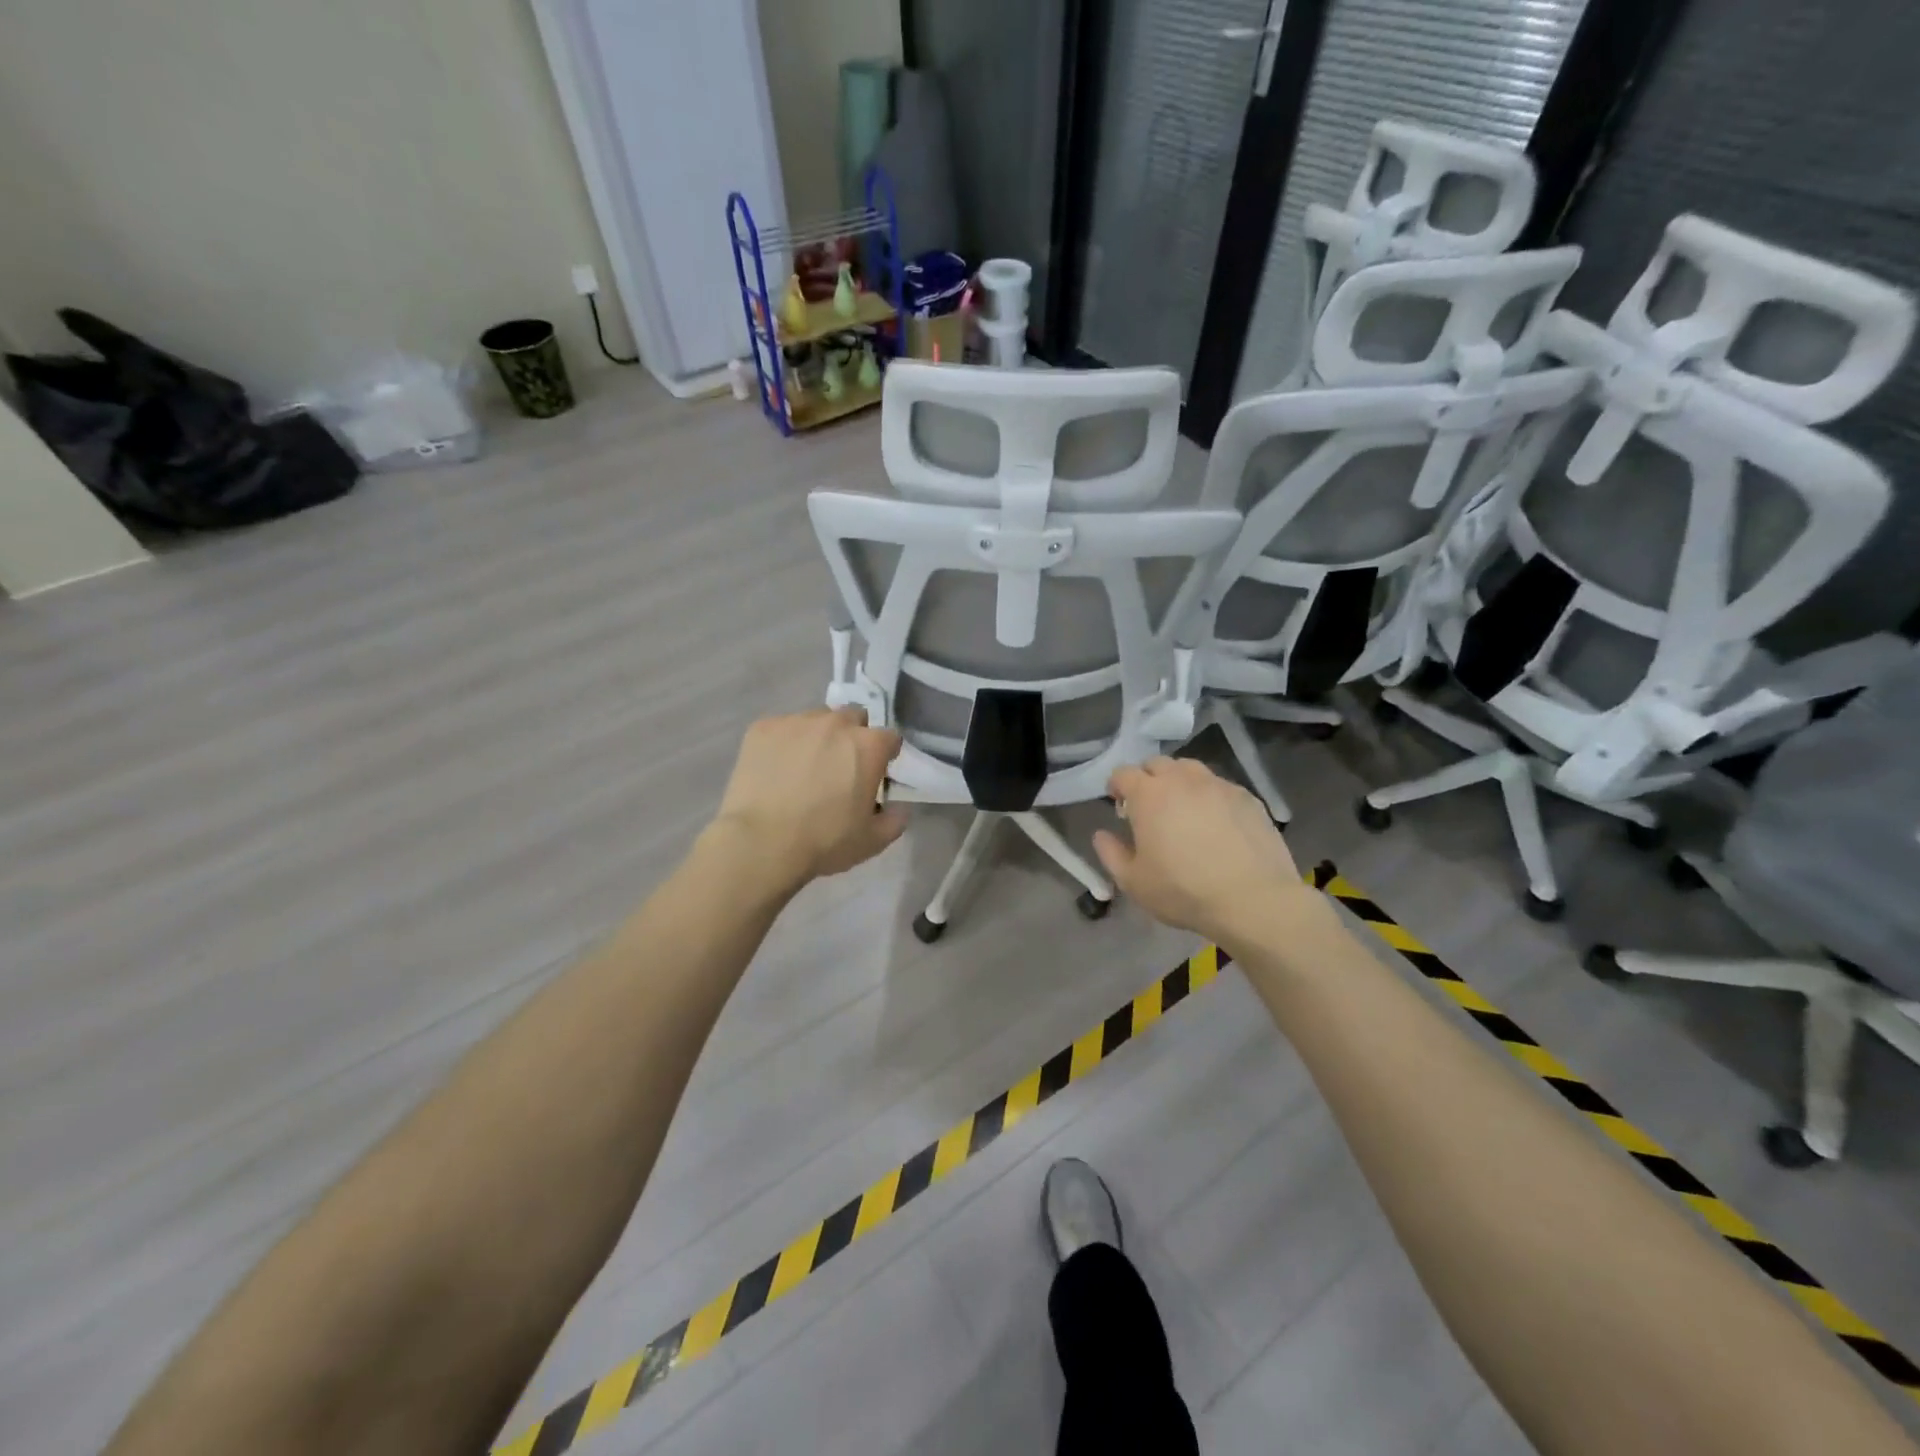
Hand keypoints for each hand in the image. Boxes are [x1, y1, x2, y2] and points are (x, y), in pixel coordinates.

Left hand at [706, 707, 906, 891]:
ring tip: (804, 767)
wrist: (760, 843)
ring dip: (818, 736)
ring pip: (815, 720)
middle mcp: (835, 723)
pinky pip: (781, 728)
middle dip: (852, 736)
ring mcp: (796, 722)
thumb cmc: (824, 841)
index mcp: (868, 746)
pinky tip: (775, 769)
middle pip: (853, 717)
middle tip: (840, 767)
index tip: (876, 773)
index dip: (885, 755)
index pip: (890, 737)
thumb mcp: (872, 841)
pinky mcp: (762, 728)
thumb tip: (899, 807)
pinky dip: (784, 743)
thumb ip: (895, 820)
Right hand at [1092, 757, 1321, 950]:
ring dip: (1179, 782)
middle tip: (1149, 808)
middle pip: (1157, 764)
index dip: (1116, 786)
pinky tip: (1216, 824)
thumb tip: (1101, 834)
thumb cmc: (1183, 891)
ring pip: (1191, 769)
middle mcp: (1182, 779)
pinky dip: (1210, 796)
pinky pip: (1220, 787)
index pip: (1123, 773)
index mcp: (1149, 794)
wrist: (1253, 900)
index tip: (1119, 807)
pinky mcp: (1248, 798)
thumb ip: (1110, 854)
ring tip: (1183, 810)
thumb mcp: (1133, 882)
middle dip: (1147, 779)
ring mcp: (1219, 785)